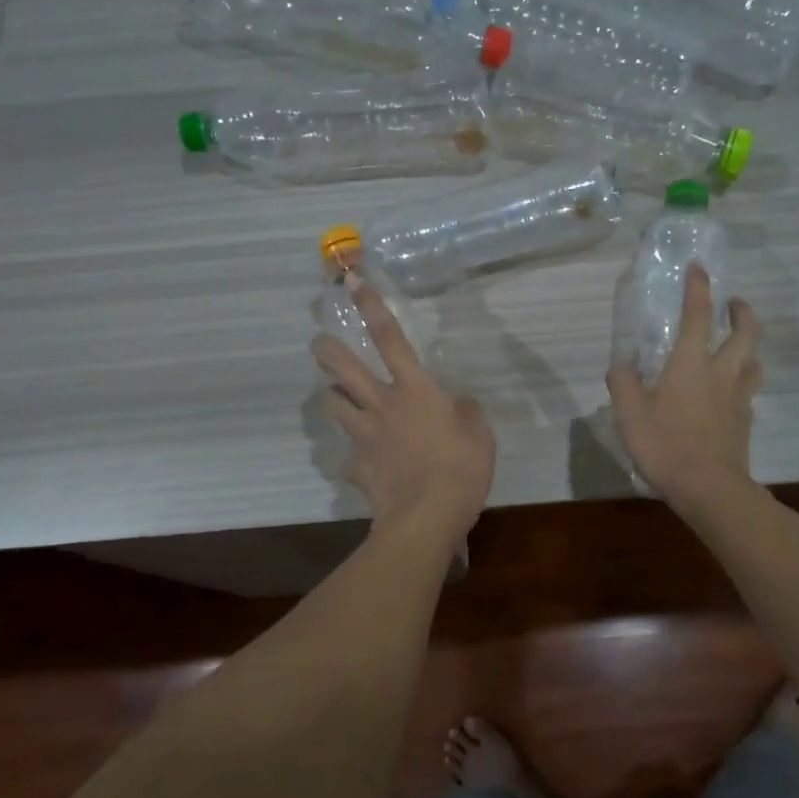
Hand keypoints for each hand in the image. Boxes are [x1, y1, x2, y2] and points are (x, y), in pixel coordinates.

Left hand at [313, 277, 495, 537]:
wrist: (427, 516)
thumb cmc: (461, 468)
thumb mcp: (480, 434)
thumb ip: (466, 413)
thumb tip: (460, 404)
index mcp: (415, 390)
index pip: (390, 339)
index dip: (371, 308)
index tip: (352, 282)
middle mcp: (383, 405)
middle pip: (345, 370)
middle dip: (328, 352)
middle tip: (318, 343)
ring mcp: (365, 436)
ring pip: (334, 407)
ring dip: (333, 398)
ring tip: (335, 397)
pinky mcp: (357, 467)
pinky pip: (349, 458)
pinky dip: (353, 459)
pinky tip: (361, 467)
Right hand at [607, 265, 761, 514]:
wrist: (709, 487)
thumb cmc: (665, 444)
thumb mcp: (629, 413)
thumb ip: (623, 383)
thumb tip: (621, 364)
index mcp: (691, 362)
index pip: (698, 314)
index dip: (698, 288)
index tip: (699, 268)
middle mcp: (721, 372)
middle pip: (745, 332)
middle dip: (742, 312)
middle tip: (734, 304)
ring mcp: (738, 398)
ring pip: (754, 362)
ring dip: (748, 347)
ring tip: (737, 348)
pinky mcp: (745, 422)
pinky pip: (748, 392)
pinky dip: (742, 382)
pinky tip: (729, 393)